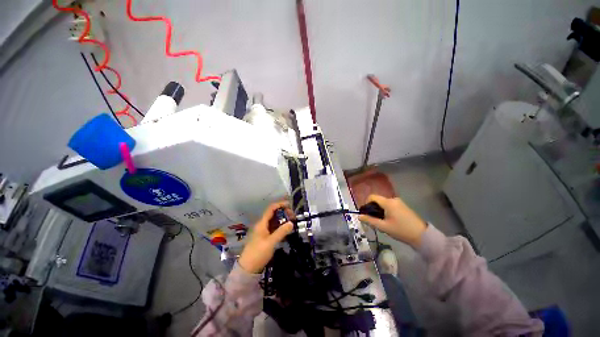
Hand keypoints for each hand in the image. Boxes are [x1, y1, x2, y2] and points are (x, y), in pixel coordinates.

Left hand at [238, 201, 293, 273]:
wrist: (248, 268)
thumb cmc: (258, 253)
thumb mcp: (271, 242)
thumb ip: (281, 232)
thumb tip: (292, 223)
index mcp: (262, 223)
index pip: (271, 209)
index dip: (280, 204)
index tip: (290, 205)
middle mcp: (262, 224)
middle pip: (273, 213)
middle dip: (283, 212)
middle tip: (293, 216)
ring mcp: (263, 231)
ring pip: (274, 220)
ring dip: (282, 219)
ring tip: (292, 221)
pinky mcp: (265, 237)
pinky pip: (274, 227)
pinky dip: (280, 226)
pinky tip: (286, 229)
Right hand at [358, 195, 426, 247]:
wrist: (422, 236)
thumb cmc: (401, 230)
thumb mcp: (383, 227)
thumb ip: (370, 220)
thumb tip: (359, 216)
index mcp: (388, 202)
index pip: (372, 197)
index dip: (366, 203)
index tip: (366, 213)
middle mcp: (393, 199)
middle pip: (378, 200)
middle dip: (373, 208)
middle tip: (374, 220)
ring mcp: (399, 202)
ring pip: (383, 203)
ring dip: (379, 210)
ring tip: (382, 222)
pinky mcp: (403, 206)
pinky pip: (390, 205)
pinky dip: (386, 210)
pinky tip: (389, 220)